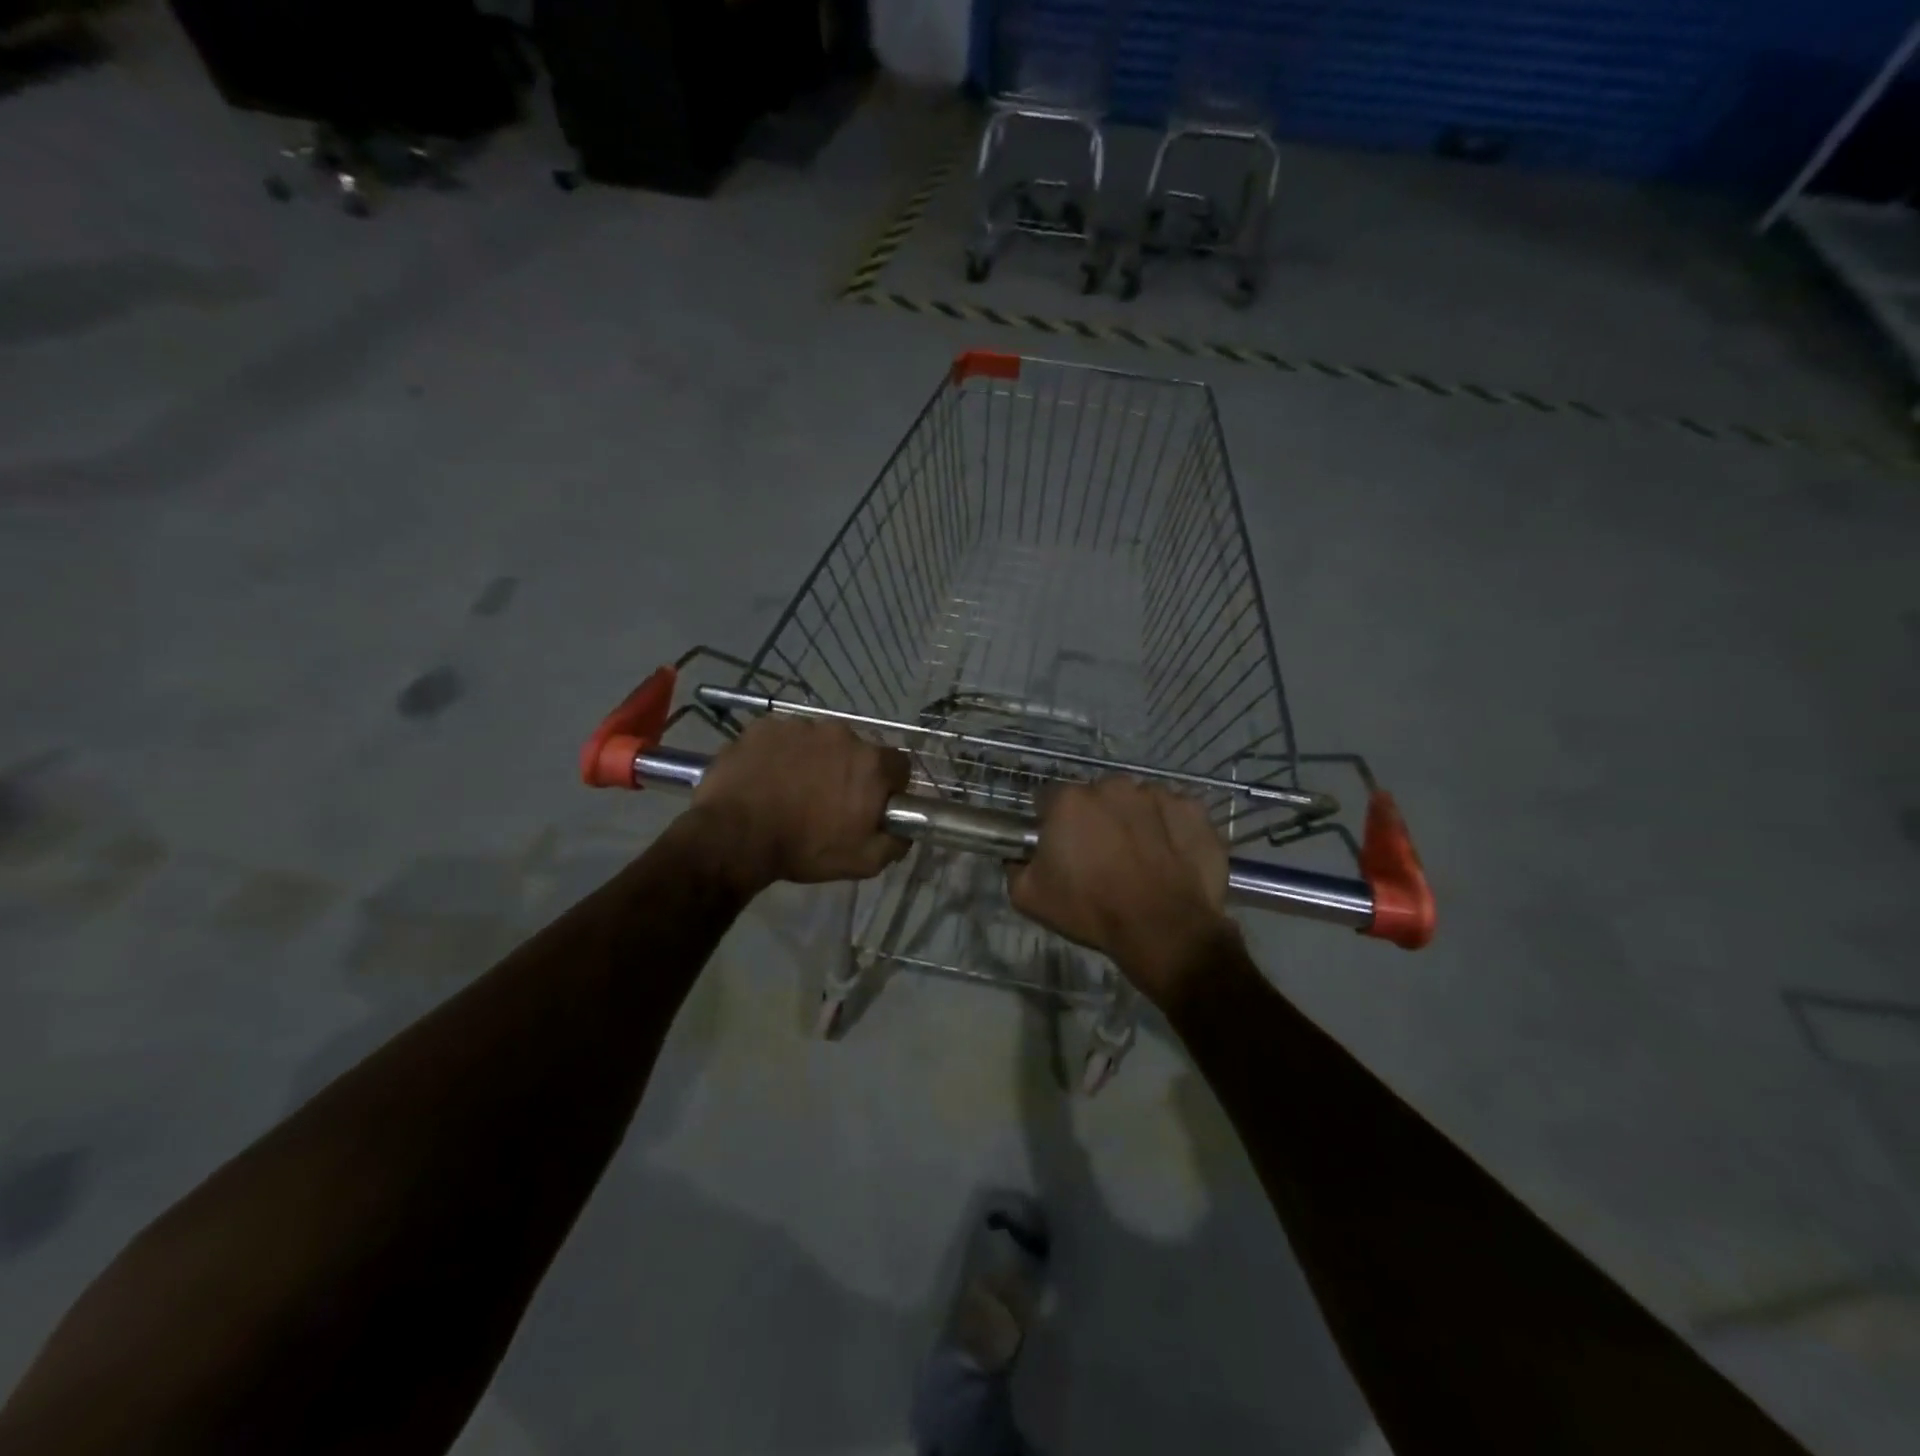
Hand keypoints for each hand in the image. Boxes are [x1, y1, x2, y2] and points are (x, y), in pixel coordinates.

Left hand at [690, 716, 909, 891]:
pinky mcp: (765, 726)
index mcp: (870, 764)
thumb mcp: (862, 862)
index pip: (898, 765)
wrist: (734, 836)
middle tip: (828, 801)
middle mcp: (841, 734)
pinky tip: (766, 777)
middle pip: (856, 750)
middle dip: (849, 771)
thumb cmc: (804, 849)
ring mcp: (800, 726)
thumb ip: (894, 844)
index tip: (873, 803)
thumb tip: (904, 832)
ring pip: (818, 742)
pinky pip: (782, 737)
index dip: (890, 786)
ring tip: (792, 789)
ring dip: (814, 760)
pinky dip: (780, 753)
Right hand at [1007, 777, 1233, 1012]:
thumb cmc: (1091, 910)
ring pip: (1136, 801)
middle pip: (1096, 796)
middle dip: (1095, 819)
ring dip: (1133, 821)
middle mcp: (1112, 786)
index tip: (1060, 848)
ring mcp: (1156, 794)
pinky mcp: (1192, 809)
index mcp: (1070, 800)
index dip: (1052, 823)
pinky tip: (1169, 858)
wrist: (1163, 929)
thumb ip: (1015, 866)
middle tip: (1101, 857)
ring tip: (1140, 860)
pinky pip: (1173, 812)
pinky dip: (1169, 828)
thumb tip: (1020, 856)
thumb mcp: (1029, 898)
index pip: (1050, 800)